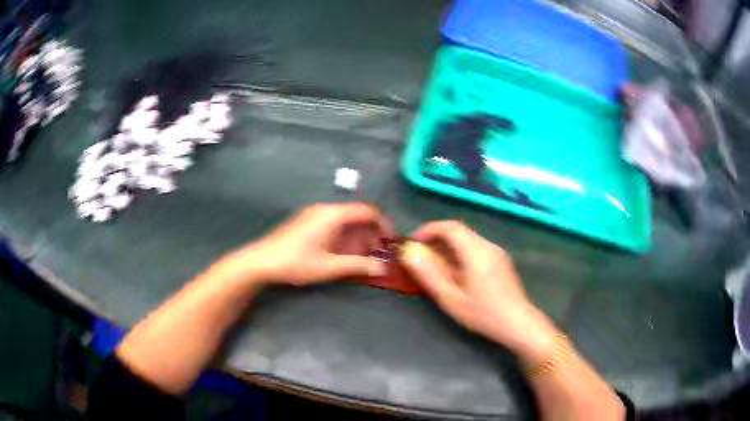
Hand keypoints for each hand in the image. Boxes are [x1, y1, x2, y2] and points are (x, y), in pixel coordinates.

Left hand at [224, 203, 390, 286]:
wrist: (262, 261)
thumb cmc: (297, 262)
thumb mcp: (330, 267)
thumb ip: (358, 266)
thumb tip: (383, 268)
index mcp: (334, 215)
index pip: (368, 211)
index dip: (383, 225)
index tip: (390, 243)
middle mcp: (326, 209)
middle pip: (357, 216)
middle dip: (371, 235)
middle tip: (378, 255)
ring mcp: (315, 215)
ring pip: (345, 222)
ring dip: (358, 238)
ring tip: (363, 259)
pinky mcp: (307, 222)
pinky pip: (333, 225)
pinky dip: (344, 238)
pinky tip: (343, 255)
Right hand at [399, 221, 556, 357]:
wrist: (518, 323)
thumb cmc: (484, 313)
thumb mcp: (451, 298)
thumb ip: (429, 275)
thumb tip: (409, 254)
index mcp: (476, 252)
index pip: (450, 227)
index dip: (429, 229)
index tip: (414, 242)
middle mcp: (488, 246)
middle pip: (459, 231)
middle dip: (437, 238)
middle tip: (421, 256)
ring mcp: (497, 252)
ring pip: (468, 239)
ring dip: (449, 246)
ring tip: (436, 266)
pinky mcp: (501, 260)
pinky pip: (476, 248)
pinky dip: (461, 253)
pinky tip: (456, 273)